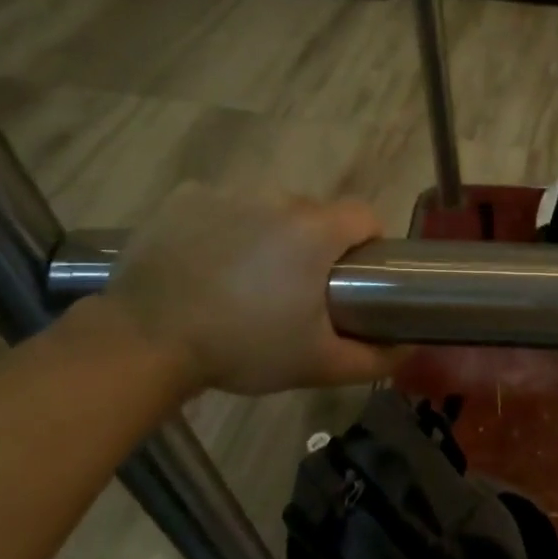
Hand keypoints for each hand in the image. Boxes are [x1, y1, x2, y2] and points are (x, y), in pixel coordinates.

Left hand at [103, 183, 400, 397]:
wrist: (148, 340)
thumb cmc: (244, 348)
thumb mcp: (319, 364)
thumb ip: (374, 358)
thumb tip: (409, 348)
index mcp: (316, 231)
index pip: (364, 215)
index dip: (368, 242)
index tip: (354, 276)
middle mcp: (277, 198)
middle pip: (315, 213)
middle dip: (316, 244)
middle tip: (296, 290)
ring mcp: (226, 193)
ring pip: (268, 208)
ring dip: (270, 234)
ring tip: (247, 280)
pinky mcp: (185, 198)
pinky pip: (222, 206)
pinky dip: (224, 227)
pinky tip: (208, 263)